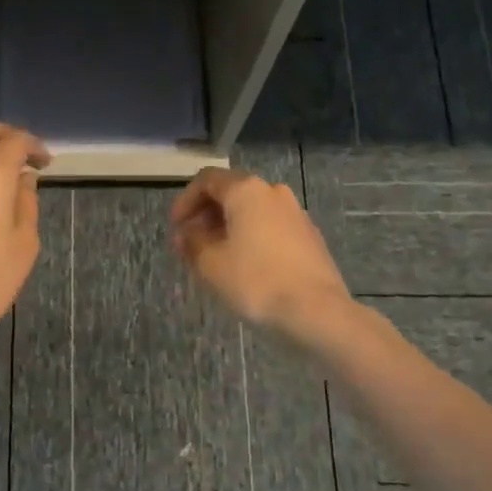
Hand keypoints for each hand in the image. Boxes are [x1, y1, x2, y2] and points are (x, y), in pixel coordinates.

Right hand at [170, 167, 350, 335]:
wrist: (316, 310)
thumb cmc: (256, 281)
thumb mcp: (210, 263)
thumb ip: (191, 242)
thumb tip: (185, 233)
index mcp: (246, 190)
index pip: (207, 180)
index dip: (185, 201)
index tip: (175, 228)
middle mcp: (272, 192)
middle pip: (231, 193)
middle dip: (206, 216)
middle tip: (190, 244)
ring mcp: (295, 213)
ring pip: (252, 211)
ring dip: (228, 228)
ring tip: (215, 257)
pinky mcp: (309, 235)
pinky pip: (270, 227)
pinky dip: (251, 237)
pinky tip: (244, 265)